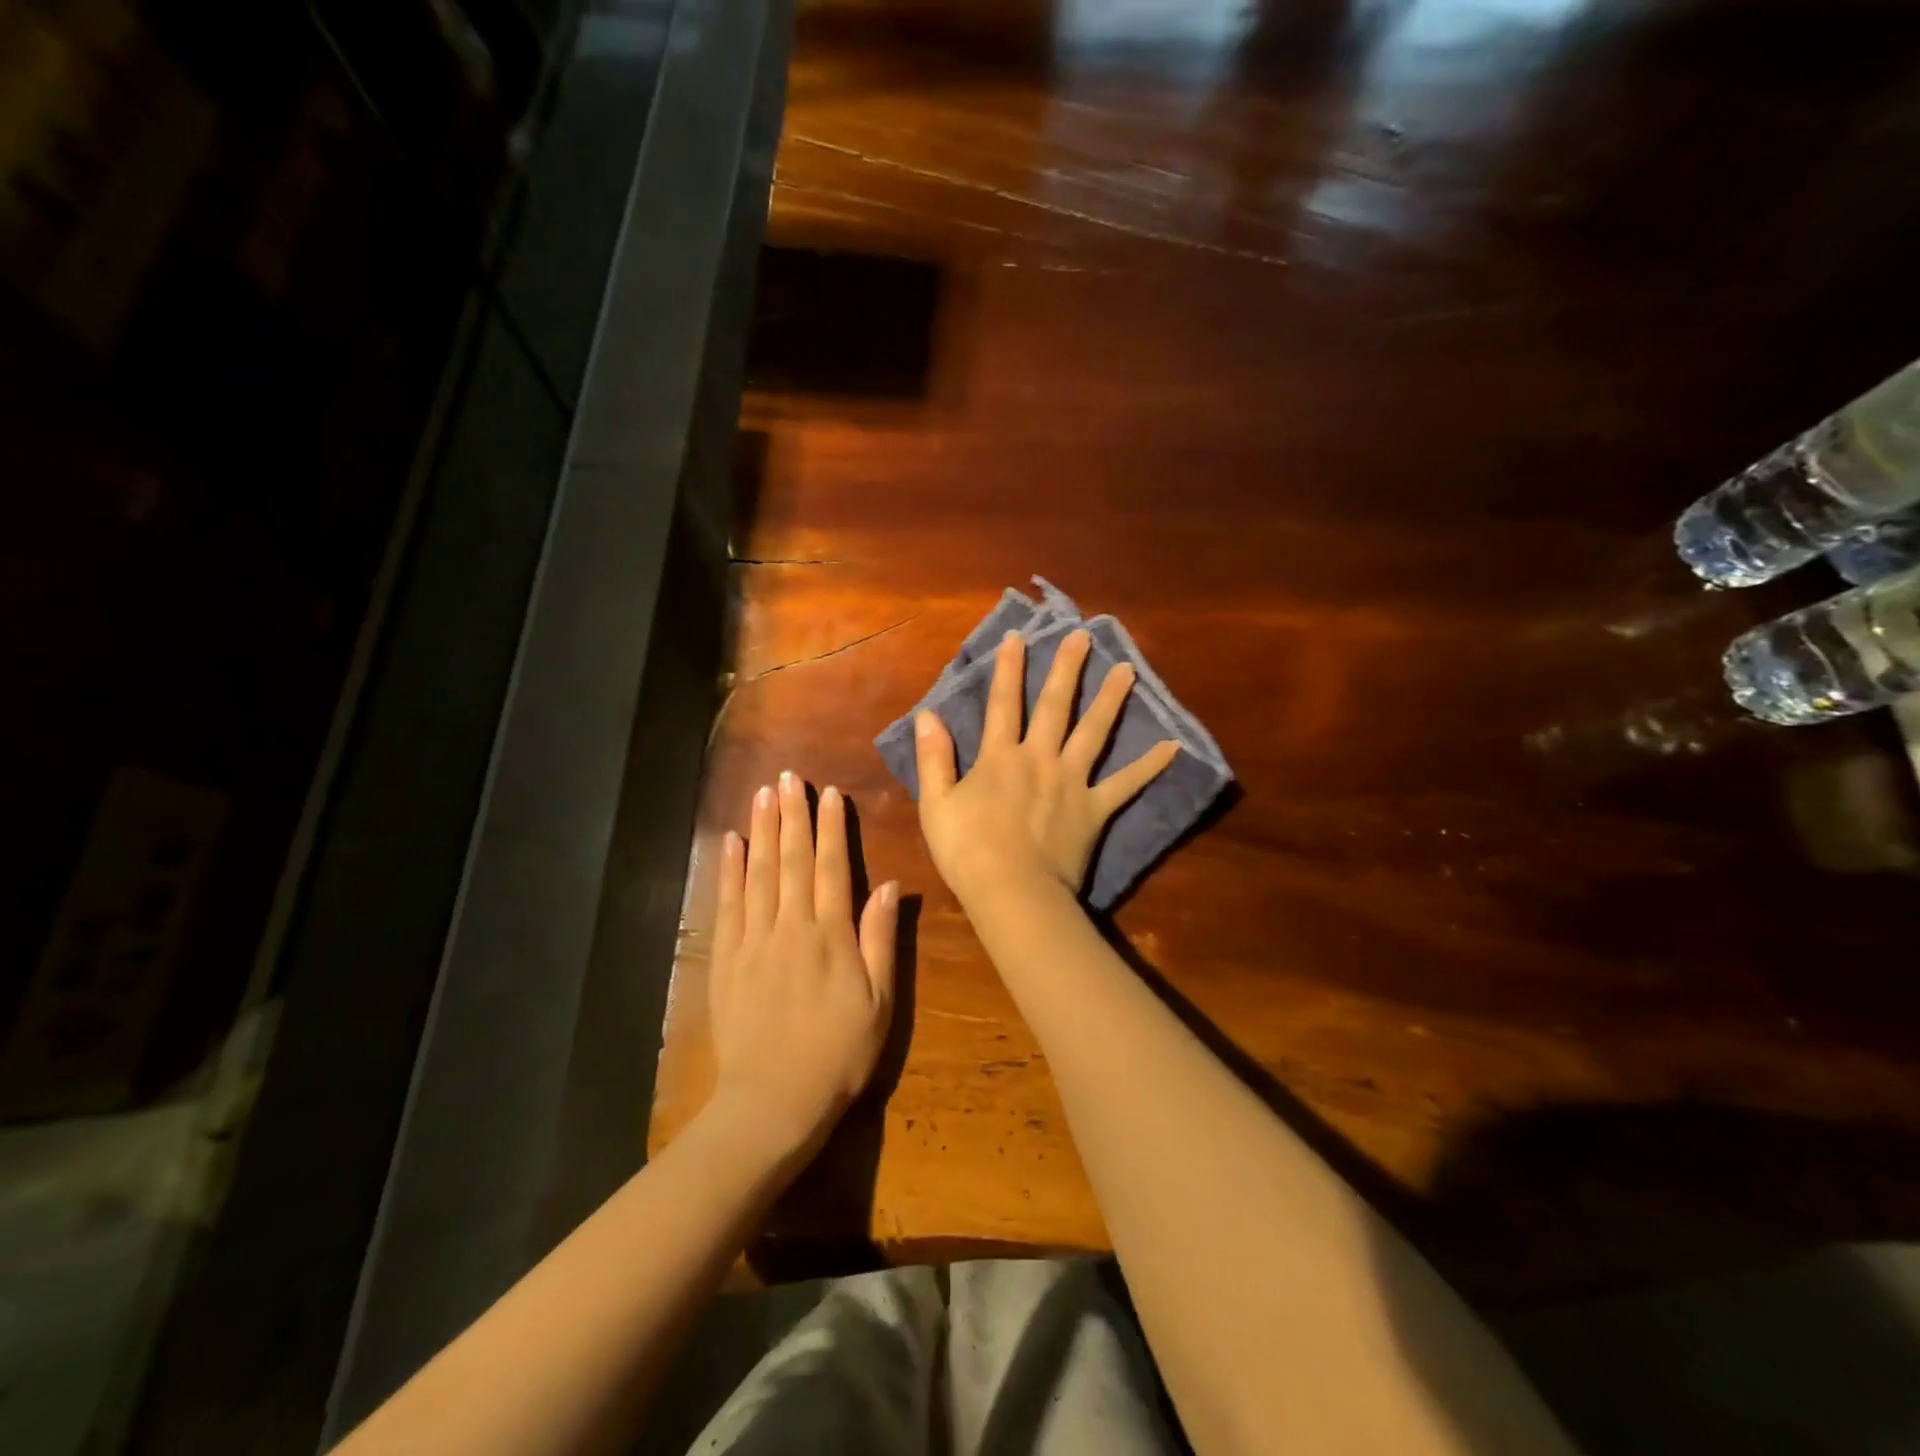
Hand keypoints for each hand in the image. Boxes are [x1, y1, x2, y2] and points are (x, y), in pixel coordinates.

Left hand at [709, 773, 898, 1164]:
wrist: (772, 1102)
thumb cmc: (838, 1054)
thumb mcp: (879, 1003)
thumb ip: (881, 940)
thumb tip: (889, 886)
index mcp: (830, 936)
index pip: (830, 868)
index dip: (831, 828)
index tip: (829, 794)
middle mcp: (789, 927)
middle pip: (791, 860)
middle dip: (791, 815)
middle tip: (787, 776)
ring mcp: (753, 941)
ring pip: (757, 873)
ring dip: (761, 830)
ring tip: (762, 794)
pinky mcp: (726, 960)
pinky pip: (727, 904)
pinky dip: (728, 870)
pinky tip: (730, 843)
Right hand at [914, 629, 1179, 907]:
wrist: (1012, 893)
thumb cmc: (967, 851)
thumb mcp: (936, 804)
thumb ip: (934, 758)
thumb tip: (927, 714)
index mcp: (1000, 757)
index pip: (1003, 704)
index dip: (1010, 669)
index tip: (1019, 636)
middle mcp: (1039, 758)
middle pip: (1055, 706)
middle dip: (1067, 669)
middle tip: (1084, 636)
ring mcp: (1072, 782)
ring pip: (1094, 732)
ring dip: (1110, 699)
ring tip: (1127, 670)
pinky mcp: (1095, 809)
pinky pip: (1126, 784)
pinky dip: (1150, 766)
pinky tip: (1173, 747)